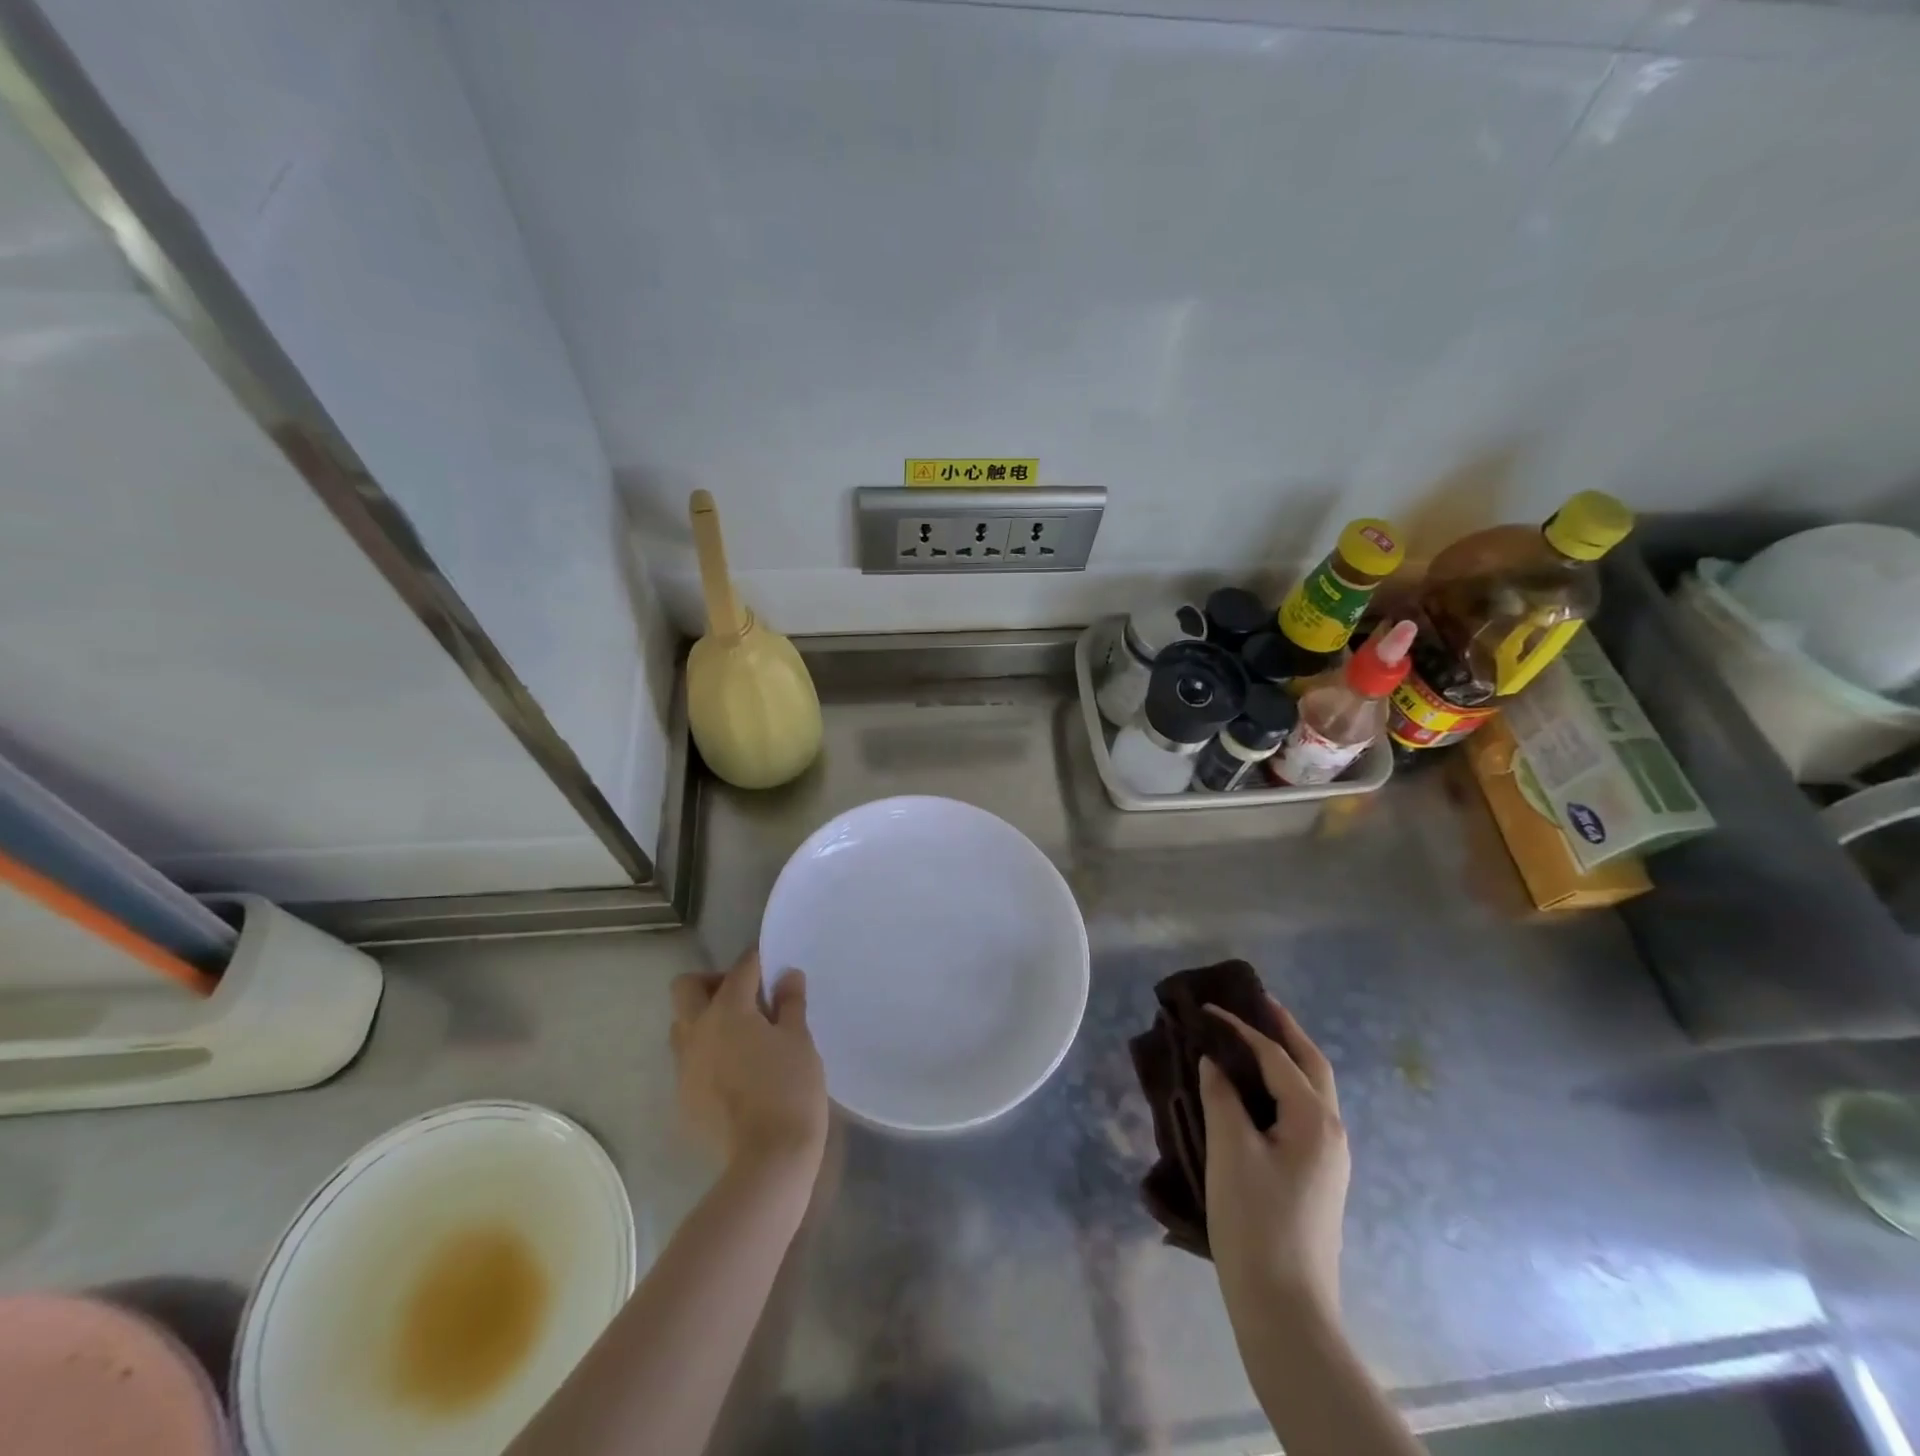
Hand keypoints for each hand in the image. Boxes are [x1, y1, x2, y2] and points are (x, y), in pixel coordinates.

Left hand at [670, 948, 827, 1173]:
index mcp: (728, 1010)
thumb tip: (787, 976)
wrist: (767, 1160)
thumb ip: (790, 1003)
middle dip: (713, 982)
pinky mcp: (682, 1098)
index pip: (741, 968)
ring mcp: (684, 1067)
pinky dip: (706, 1054)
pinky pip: (688, 1061)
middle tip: (745, 997)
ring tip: (739, 1035)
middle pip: (687, 987)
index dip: (758, 960)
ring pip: (682, 1025)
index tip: (773, 964)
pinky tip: (735, 1072)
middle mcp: (697, 1031)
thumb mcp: (799, 1040)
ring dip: (704, 1019)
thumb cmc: (790, 1089)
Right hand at [1198, 999, 1349, 1323]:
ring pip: (1311, 1089)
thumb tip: (1214, 1060)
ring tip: (1253, 1036)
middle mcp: (1331, 1132)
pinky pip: (1302, 1112)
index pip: (1276, 1056)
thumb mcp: (1230, 1150)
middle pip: (1311, 1064)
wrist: (1286, 1309)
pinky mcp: (1316, 1177)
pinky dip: (1282, 1086)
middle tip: (1256, 1000)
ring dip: (1286, 1057)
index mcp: (1315, 1119)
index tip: (1206, 1006)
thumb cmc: (1256, 1221)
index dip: (1240, 1027)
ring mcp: (1328, 1158)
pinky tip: (1256, 1091)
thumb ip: (1221, 1095)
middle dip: (1286, 1029)